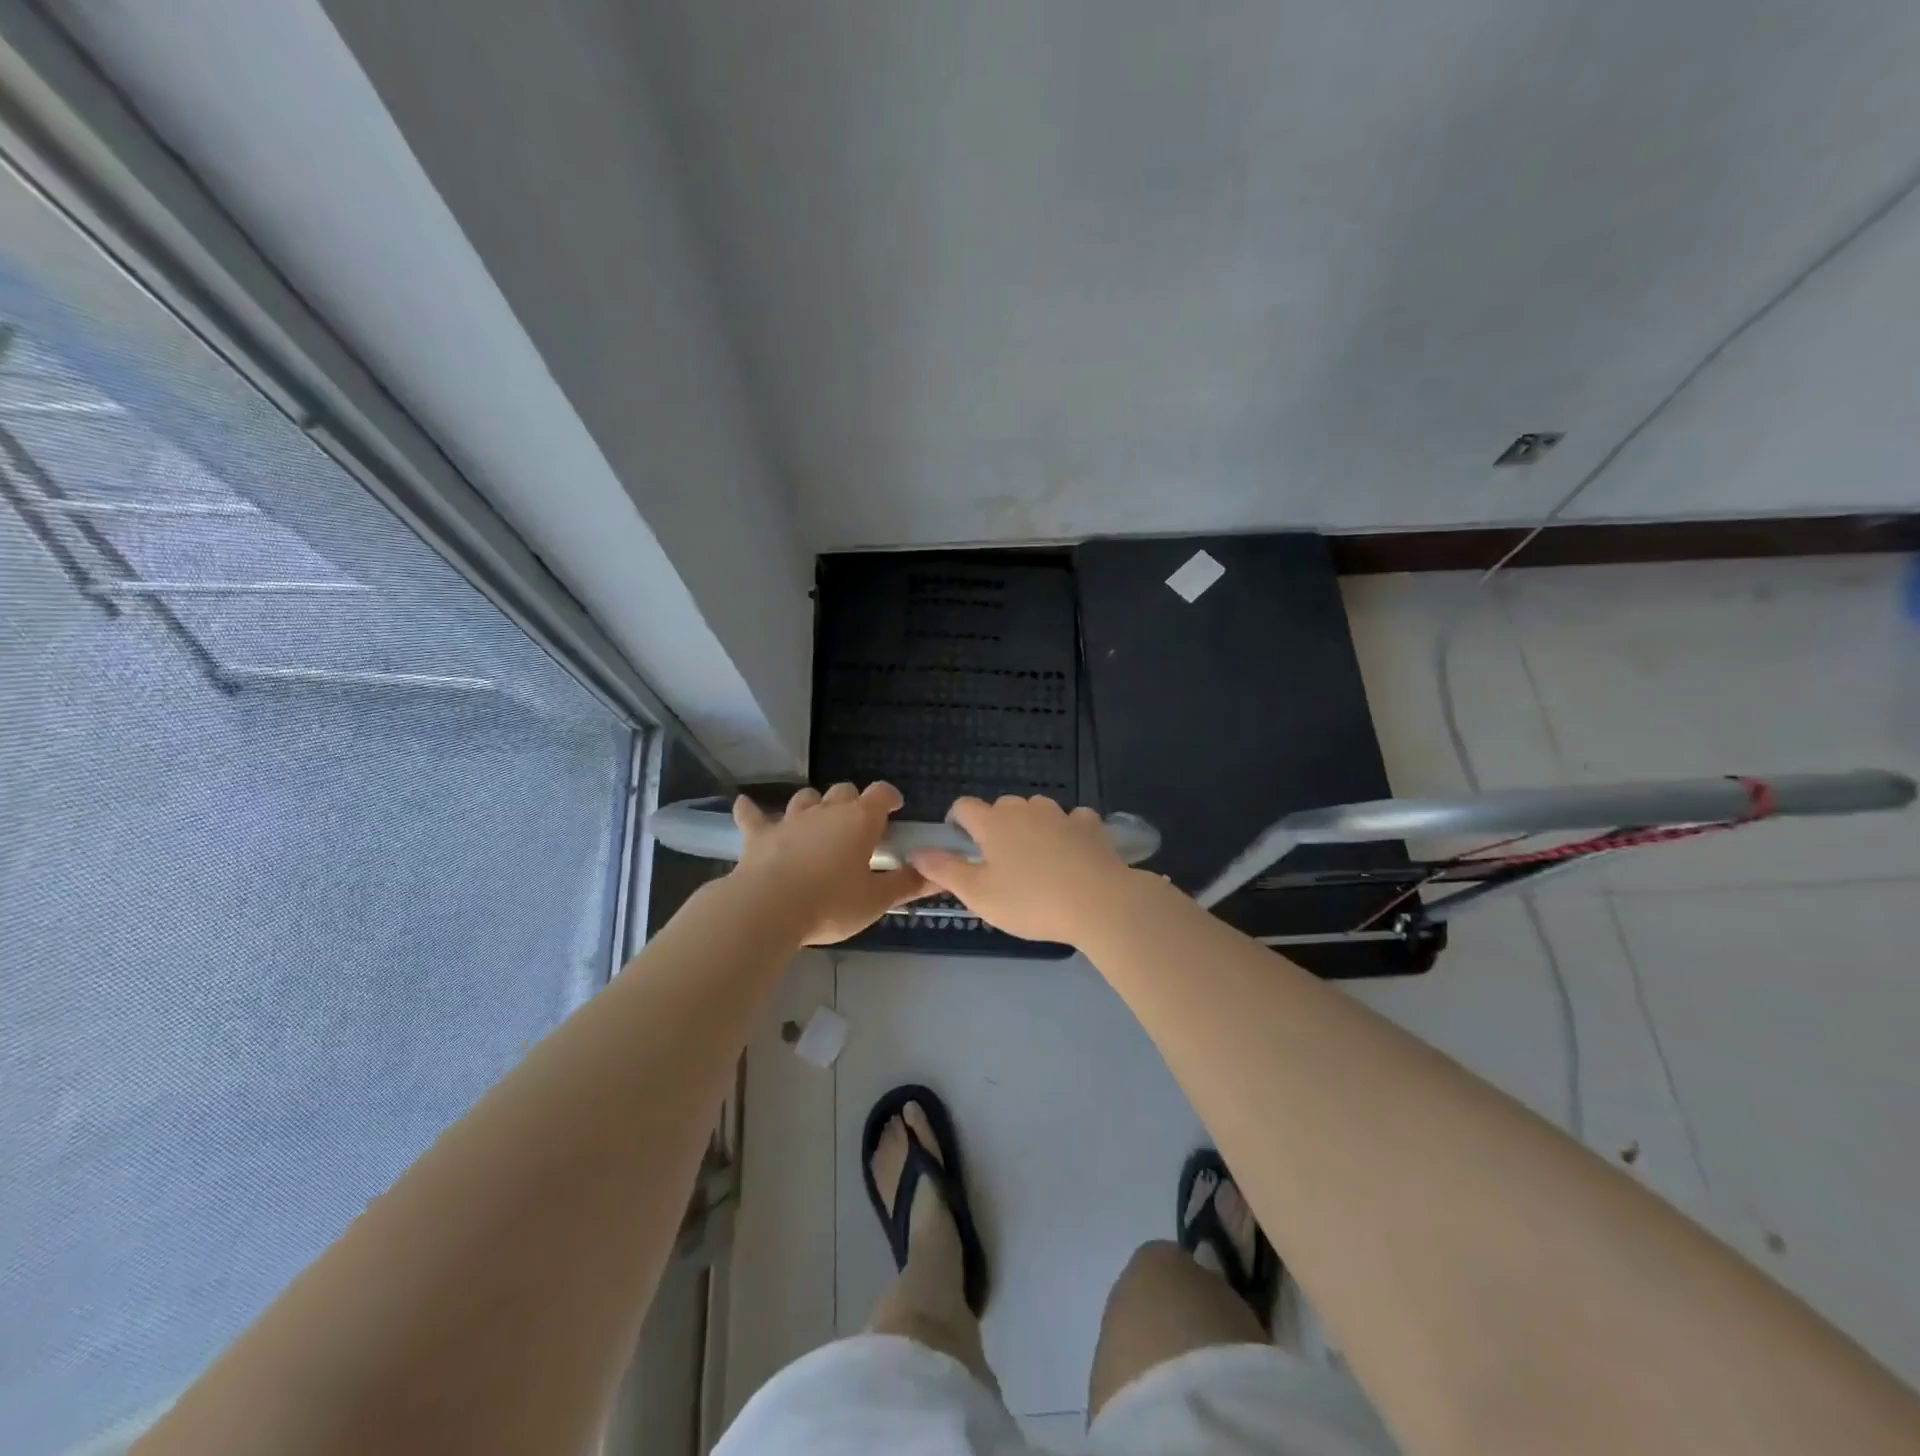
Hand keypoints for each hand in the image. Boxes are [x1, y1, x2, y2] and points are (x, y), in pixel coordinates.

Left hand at [732, 782, 926, 945]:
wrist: (769, 909)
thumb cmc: (831, 903)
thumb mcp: (876, 900)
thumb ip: (907, 884)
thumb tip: (937, 874)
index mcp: (859, 820)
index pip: (880, 793)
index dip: (889, 797)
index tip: (895, 808)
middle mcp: (826, 810)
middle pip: (843, 791)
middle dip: (853, 802)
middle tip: (857, 827)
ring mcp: (790, 820)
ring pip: (805, 798)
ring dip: (814, 805)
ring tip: (817, 821)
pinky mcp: (758, 836)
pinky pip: (752, 816)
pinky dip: (751, 811)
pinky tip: (745, 806)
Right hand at [908, 795, 1136, 944]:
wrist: (1098, 902)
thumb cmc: (1031, 901)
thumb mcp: (979, 894)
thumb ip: (944, 870)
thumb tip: (915, 851)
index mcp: (993, 823)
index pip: (964, 806)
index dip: (957, 821)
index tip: (960, 843)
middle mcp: (1025, 809)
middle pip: (1001, 806)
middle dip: (996, 826)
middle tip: (1000, 862)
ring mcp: (1060, 813)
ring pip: (1037, 810)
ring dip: (1031, 826)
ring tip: (1036, 859)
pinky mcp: (1090, 824)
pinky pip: (1072, 819)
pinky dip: (1067, 831)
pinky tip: (1072, 853)